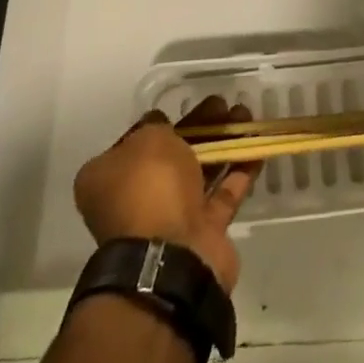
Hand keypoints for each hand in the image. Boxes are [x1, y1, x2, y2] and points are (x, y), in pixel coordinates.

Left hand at [73, 99, 258, 292]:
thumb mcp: (148, 140)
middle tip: (223, 104)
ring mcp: (168, 219)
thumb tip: (160, 125)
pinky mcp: (201, 233)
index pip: (133, 142)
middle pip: (170, 155)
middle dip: (199, 128)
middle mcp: (133, 200)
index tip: (181, 107)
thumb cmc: (149, 188)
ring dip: (222, 144)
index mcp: (107, 179)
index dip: (158, 122)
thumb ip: (156, 127)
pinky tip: (256, 149)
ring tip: (245, 117)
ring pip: (198, 173)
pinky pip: (221, 195)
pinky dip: (238, 172)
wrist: (173, 257)